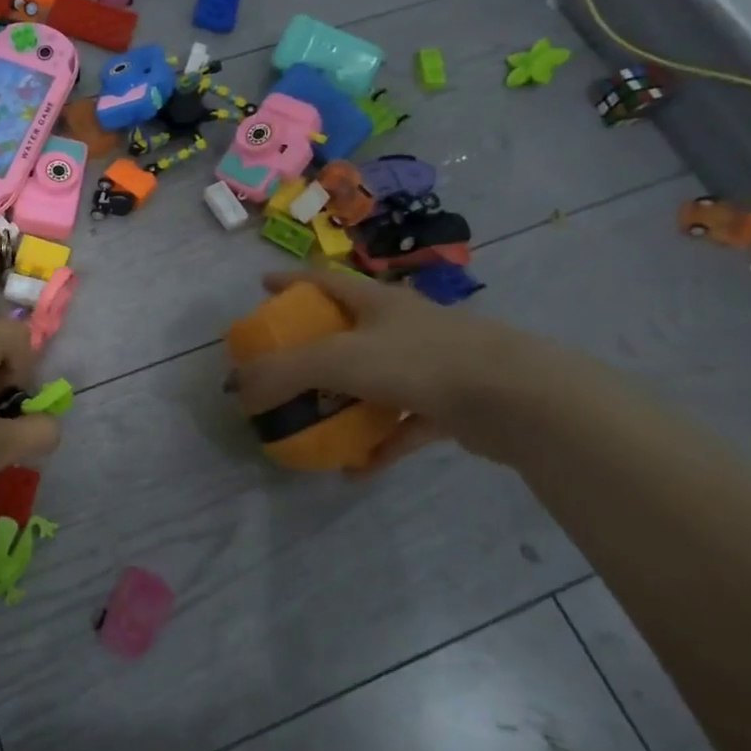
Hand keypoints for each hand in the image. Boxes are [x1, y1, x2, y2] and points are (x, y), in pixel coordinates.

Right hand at [228, 270, 549, 460]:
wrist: (515, 398)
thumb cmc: (419, 362)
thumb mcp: (337, 360)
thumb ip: (283, 370)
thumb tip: (235, 386)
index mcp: (377, 303)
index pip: (324, 281)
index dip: (291, 280)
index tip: (263, 285)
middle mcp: (403, 327)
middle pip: (349, 330)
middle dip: (313, 347)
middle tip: (281, 366)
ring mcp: (430, 365)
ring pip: (374, 381)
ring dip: (344, 403)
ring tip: (313, 423)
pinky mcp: (449, 404)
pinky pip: (402, 425)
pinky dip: (378, 445)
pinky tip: (356, 470)